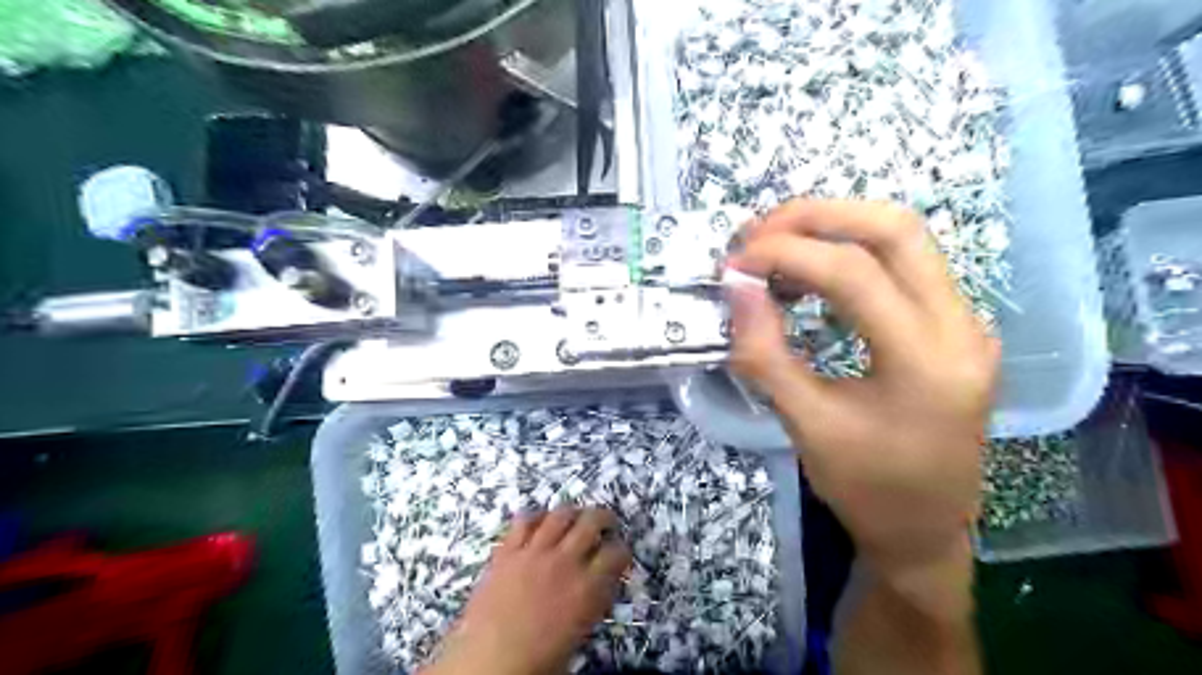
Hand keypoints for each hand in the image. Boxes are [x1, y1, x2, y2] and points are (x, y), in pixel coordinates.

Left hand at [419, 509, 628, 674]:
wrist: (489, 664)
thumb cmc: (539, 661)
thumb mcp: (580, 632)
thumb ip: (594, 600)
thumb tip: (601, 582)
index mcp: (587, 587)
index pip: (616, 553)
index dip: (622, 550)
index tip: (619, 553)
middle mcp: (564, 561)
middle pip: (592, 521)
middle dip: (604, 518)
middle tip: (606, 522)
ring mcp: (534, 552)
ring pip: (560, 514)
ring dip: (573, 512)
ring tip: (575, 517)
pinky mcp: (508, 551)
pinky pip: (524, 520)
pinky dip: (536, 516)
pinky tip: (540, 521)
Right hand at [728, 201, 1002, 573]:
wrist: (924, 529)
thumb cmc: (865, 488)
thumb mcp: (805, 425)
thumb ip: (764, 353)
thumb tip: (736, 286)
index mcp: (928, 363)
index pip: (854, 274)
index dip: (786, 254)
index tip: (735, 262)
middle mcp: (962, 327)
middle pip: (895, 228)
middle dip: (817, 216)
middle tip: (758, 233)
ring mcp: (966, 321)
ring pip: (904, 237)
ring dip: (834, 227)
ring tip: (776, 247)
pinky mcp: (953, 324)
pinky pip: (904, 263)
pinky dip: (850, 251)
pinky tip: (811, 273)